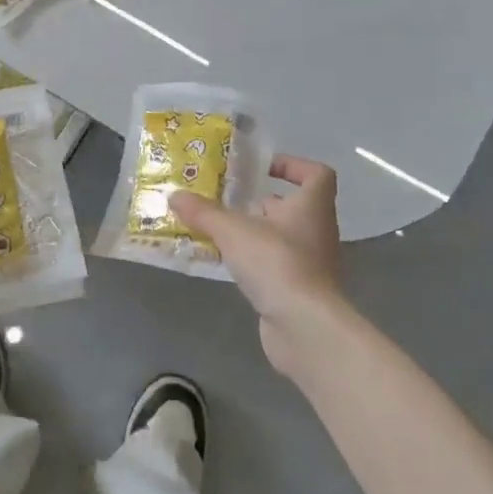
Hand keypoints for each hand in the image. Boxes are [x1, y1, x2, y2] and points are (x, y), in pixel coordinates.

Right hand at [171, 155, 356, 378]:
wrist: (304, 327)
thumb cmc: (276, 263)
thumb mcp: (232, 231)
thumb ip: (203, 212)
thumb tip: (175, 195)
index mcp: (312, 206)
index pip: (317, 174)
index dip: (293, 166)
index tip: (263, 169)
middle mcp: (317, 231)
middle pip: (293, 207)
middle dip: (261, 203)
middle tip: (227, 201)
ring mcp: (311, 263)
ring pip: (282, 238)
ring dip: (255, 233)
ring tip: (219, 231)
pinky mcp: (300, 290)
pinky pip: (276, 266)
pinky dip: (255, 261)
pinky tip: (228, 264)